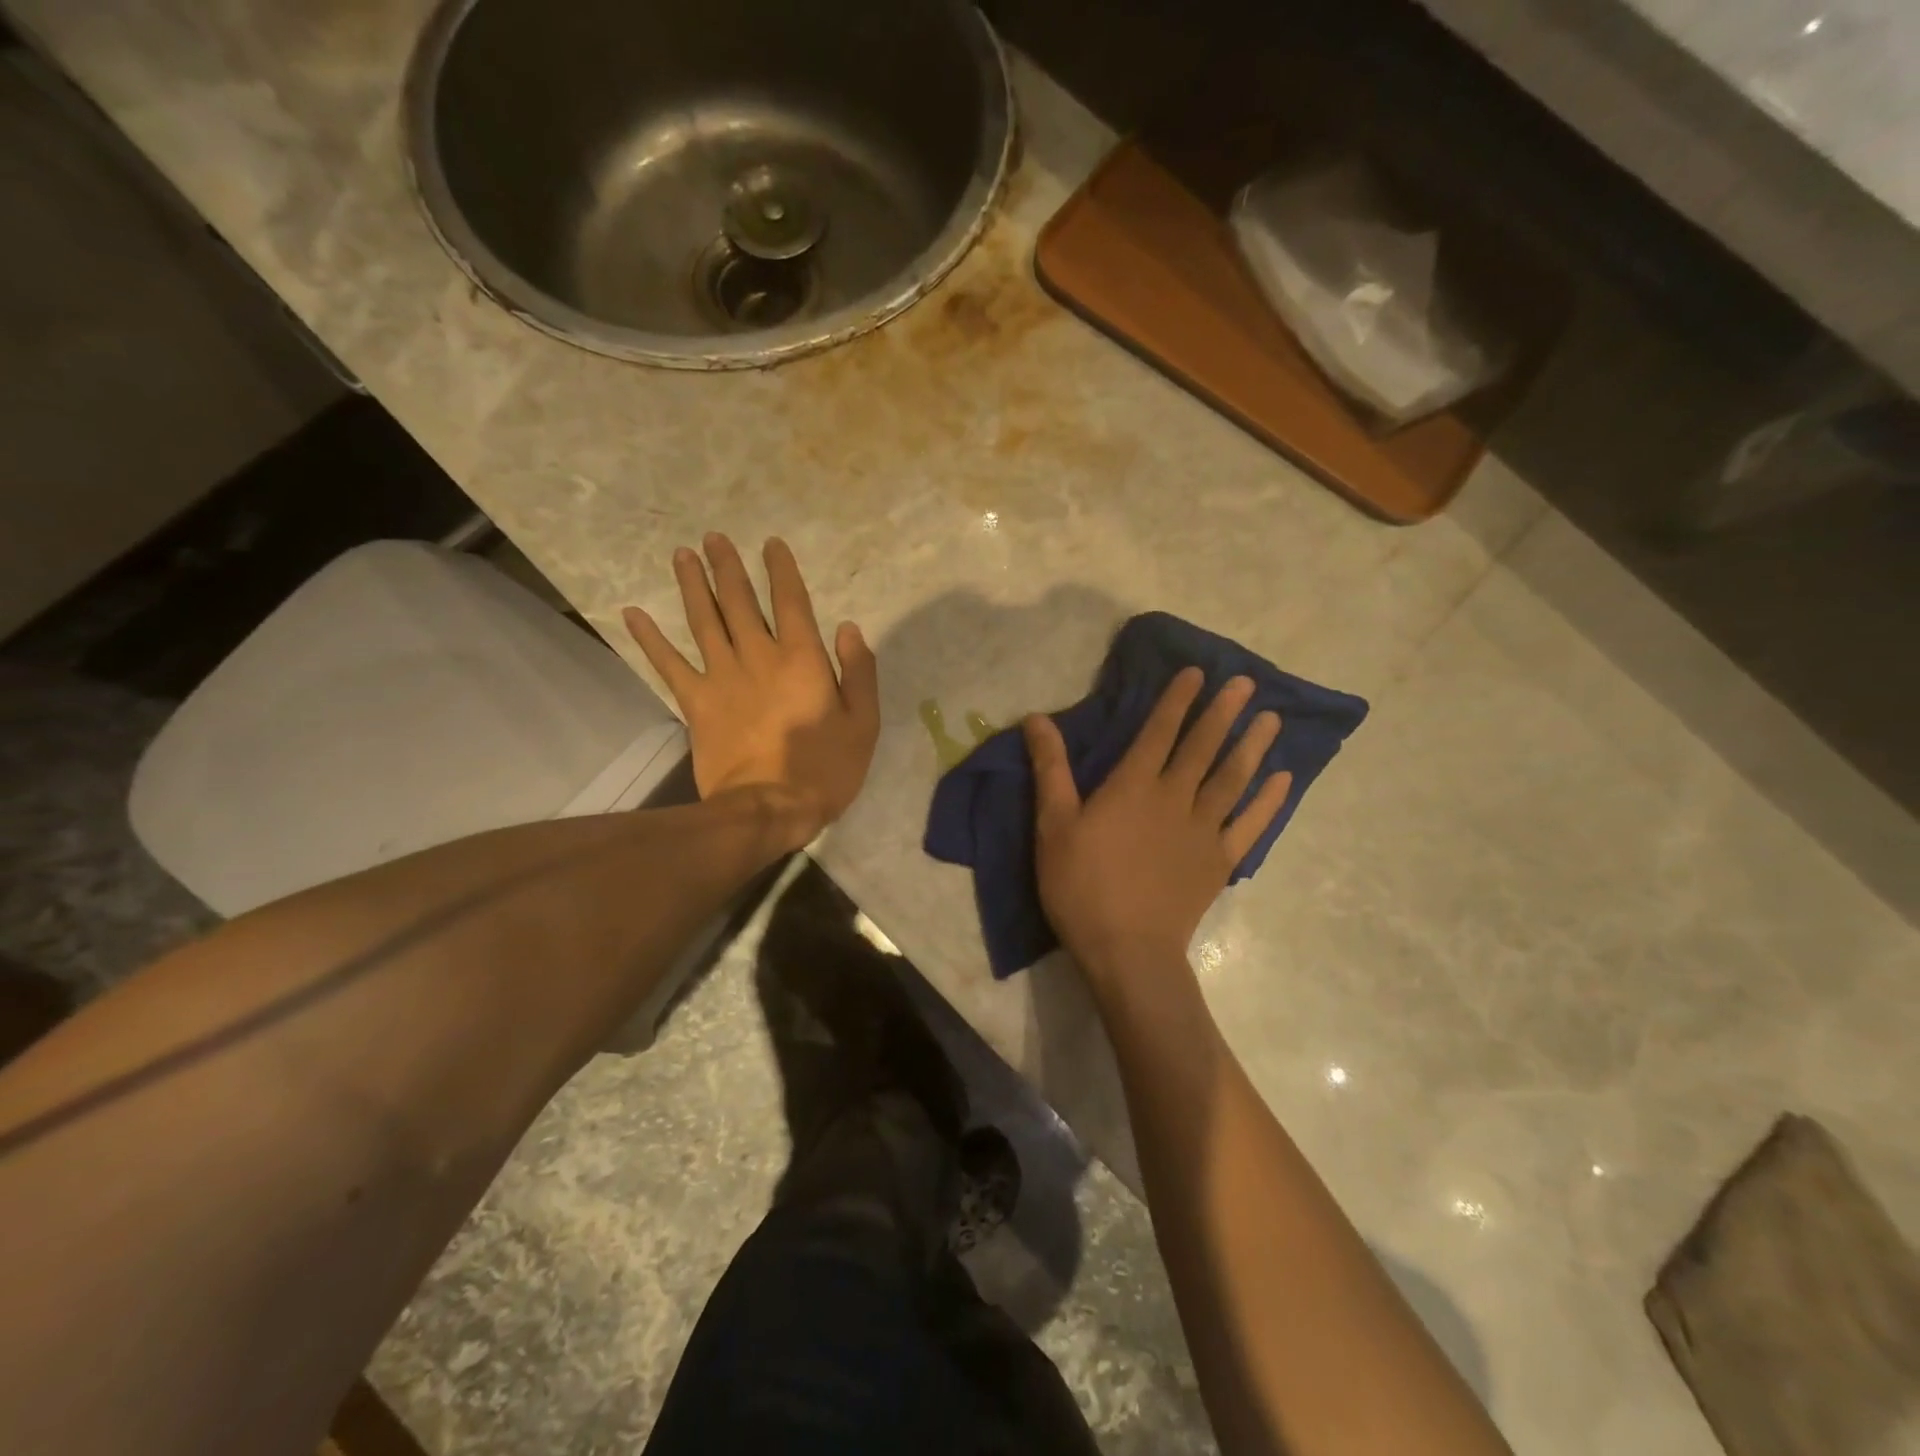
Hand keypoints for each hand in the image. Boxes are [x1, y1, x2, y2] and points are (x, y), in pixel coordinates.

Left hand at [624, 534, 878, 842]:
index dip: (781, 570)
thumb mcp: (864, 723)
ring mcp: (722, 677)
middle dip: (728, 567)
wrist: (769, 808)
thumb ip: (859, 672)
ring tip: (682, 555)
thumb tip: (848, 628)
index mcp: (802, 658)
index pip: (791, 602)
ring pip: (703, 621)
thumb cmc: (825, 768)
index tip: (770, 544)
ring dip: (693, 586)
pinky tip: (633, 614)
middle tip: (714, 538)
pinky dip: (649, 639)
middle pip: (739, 602)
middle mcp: (758, 656)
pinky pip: (669, 664)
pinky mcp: (696, 703)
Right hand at [1025, 668, 1290, 985]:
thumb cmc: (1082, 886)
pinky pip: (1251, 824)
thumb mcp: (1053, 826)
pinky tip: (1282, 780)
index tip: (1198, 673)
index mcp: (1134, 787)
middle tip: (1246, 683)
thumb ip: (1050, 769)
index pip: (1159, 732)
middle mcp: (1175, 798)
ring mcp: (1203, 830)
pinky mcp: (1220, 861)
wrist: (1127, 950)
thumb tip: (1036, 718)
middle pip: (1204, 747)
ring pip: (1233, 779)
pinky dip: (1268, 801)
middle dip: (1223, 712)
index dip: (1177, 700)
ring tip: (1271, 718)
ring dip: (1252, 746)